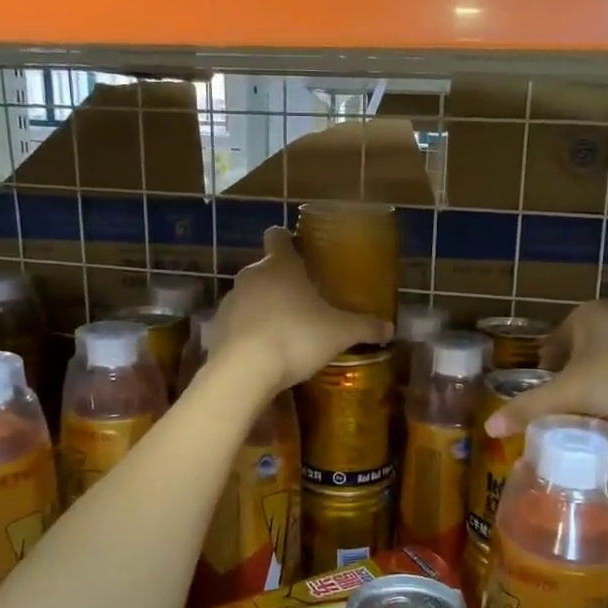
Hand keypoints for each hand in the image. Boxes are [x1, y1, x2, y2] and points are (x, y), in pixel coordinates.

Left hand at [207, 228, 388, 393]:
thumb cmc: (296, 336)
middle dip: (282, 282)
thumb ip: (365, 327)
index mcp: (281, 265)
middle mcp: (252, 275)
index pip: (278, 237)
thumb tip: (390, 328)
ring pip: (250, 296)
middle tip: (305, 302)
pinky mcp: (217, 328)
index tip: (299, 252)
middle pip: (265, 269)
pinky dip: (249, 332)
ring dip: (264, 308)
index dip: (287, 241)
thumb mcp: (340, 333)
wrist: (244, 370)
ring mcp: (231, 301)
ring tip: (286, 331)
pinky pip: (237, 323)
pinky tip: (265, 352)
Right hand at [483, 301, 607, 435]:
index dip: (547, 380)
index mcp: (583, 315)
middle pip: (579, 359)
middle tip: (575, 418)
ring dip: (601, 393)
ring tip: (602, 421)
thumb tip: (488, 427)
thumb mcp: (572, 395)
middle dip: (575, 389)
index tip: (552, 408)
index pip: (550, 349)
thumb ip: (529, 409)